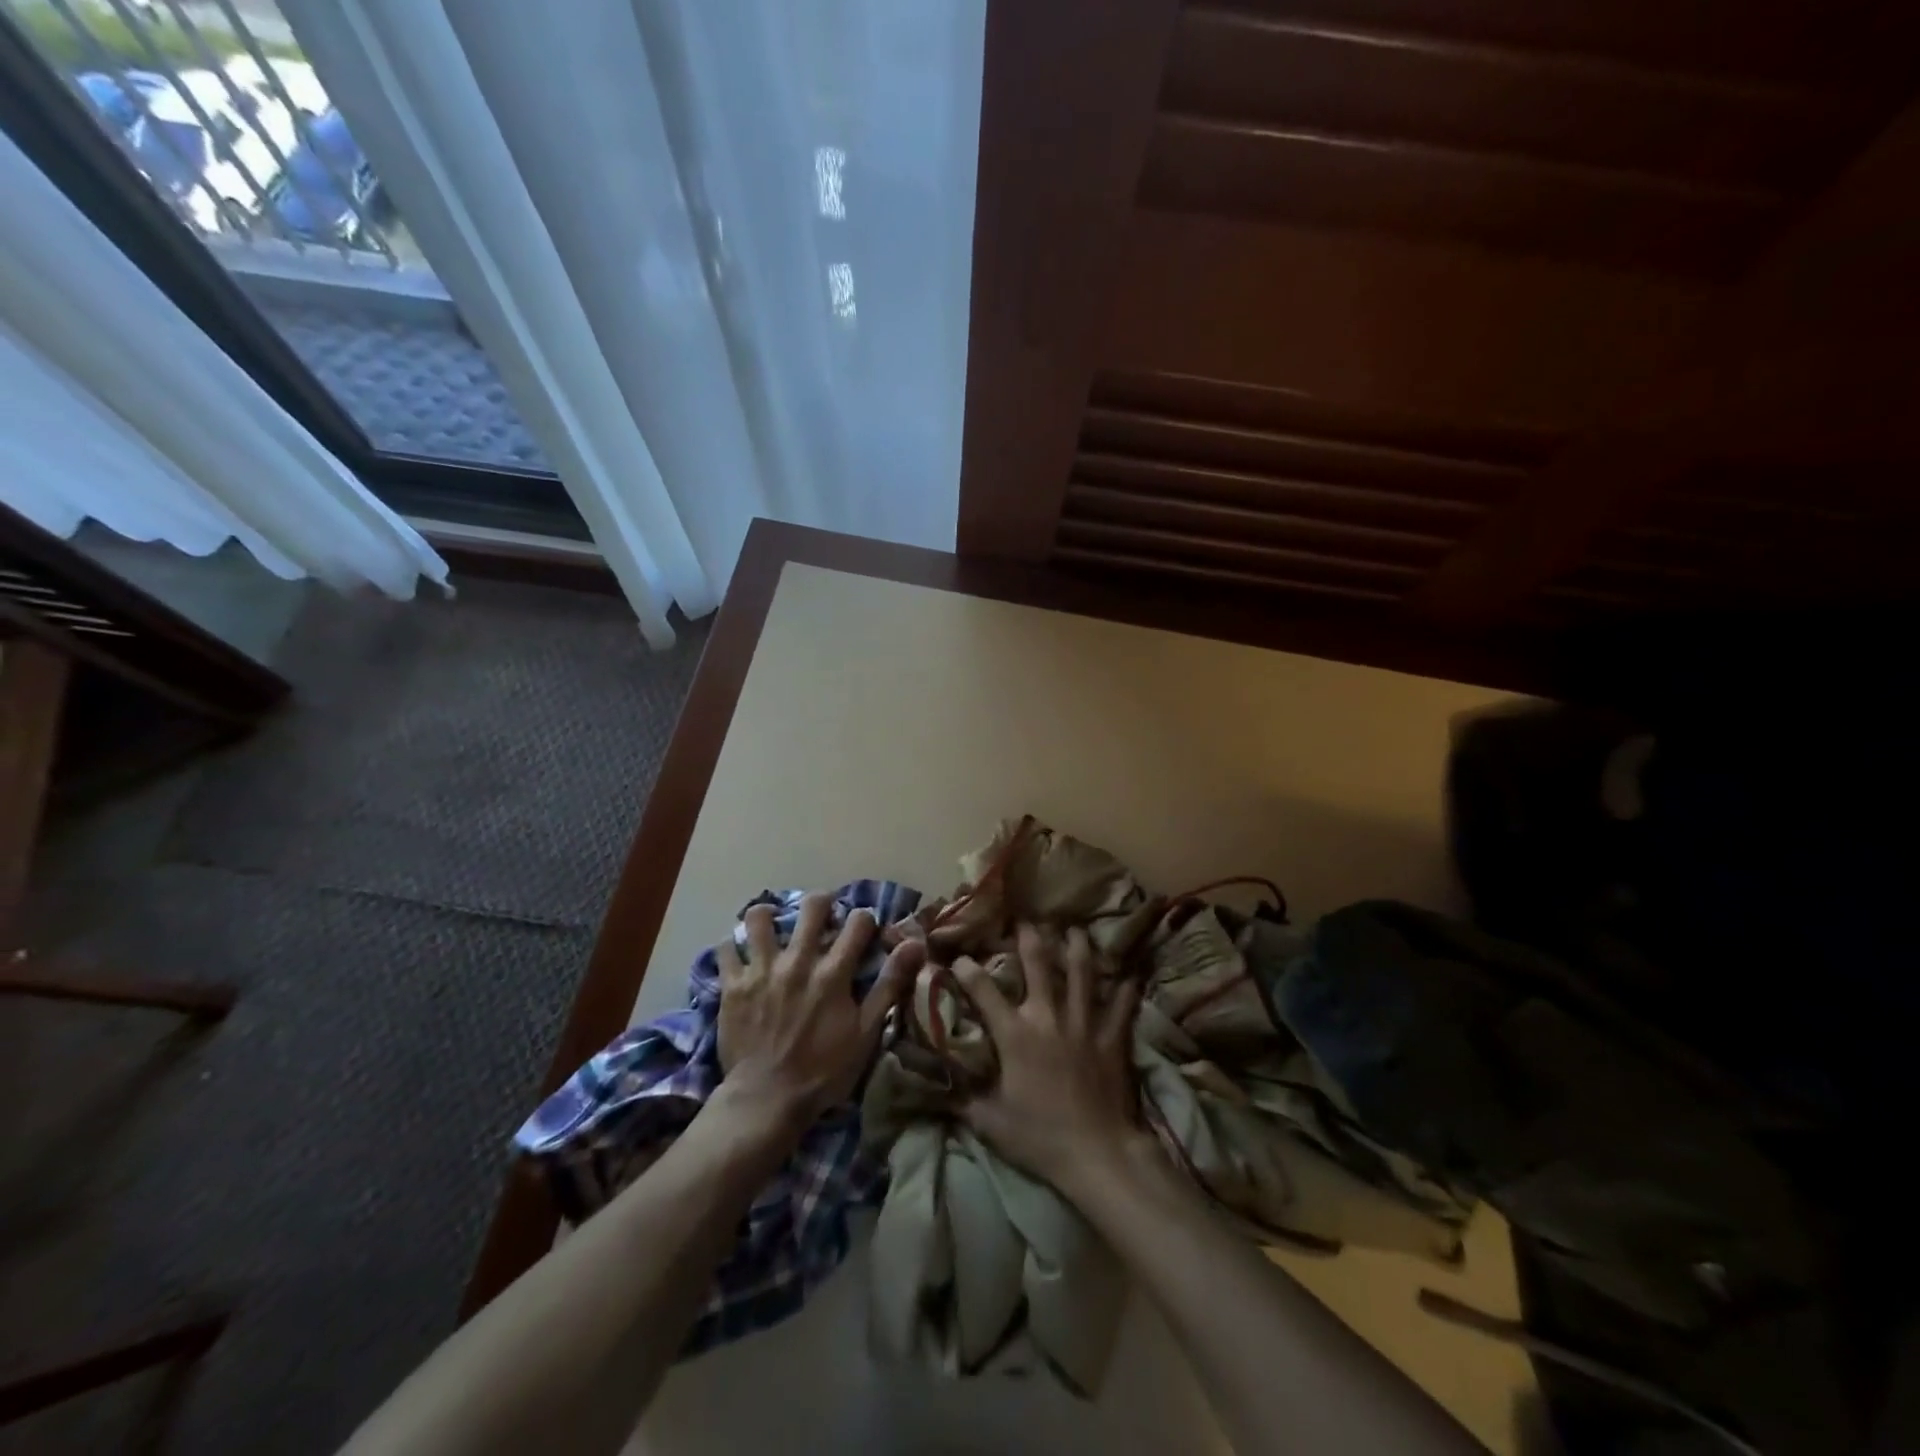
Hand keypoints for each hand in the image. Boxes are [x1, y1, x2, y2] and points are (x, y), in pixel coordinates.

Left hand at [716, 893, 922, 1130]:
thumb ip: (889, 984)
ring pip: (759, 918)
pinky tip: (741, 954)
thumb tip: (915, 944)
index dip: (864, 920)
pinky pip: (726, 949)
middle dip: (821, 904)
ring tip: (772, 926)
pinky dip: (733, 947)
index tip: (862, 930)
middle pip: (812, 907)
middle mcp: (798, 961)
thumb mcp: (866, 1032)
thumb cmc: (823, 1070)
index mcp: (833, 972)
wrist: (767, 1100)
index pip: (857, 922)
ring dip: (768, 916)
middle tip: (820, 917)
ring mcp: (761, 970)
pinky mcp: (732, 985)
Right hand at [956, 923, 1149, 1196]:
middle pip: (1038, 964)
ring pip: (1082, 973)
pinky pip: (1122, 1005)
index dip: (967, 970)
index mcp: (1015, 1034)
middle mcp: (1048, 1017)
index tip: (959, 957)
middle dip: (1030, 938)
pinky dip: (1126, 988)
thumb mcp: (989, 1122)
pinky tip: (1128, 973)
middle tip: (1026, 920)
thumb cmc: (1038, 1137)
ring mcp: (1084, 1023)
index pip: (984, 991)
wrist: (1096, 1152)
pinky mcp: (1112, 1037)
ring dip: (1078, 947)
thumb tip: (937, 1088)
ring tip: (1075, 929)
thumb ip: (963, 1100)